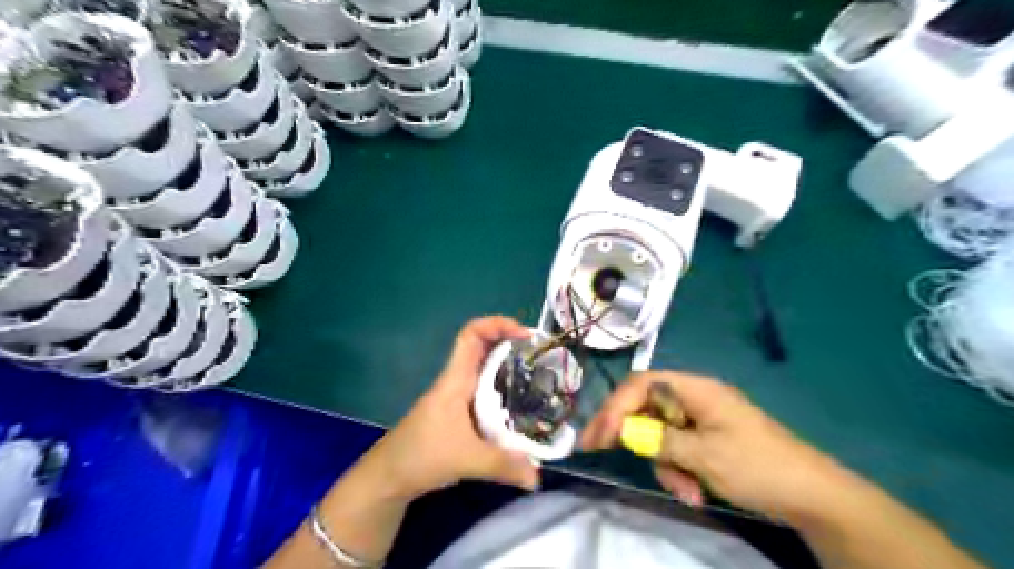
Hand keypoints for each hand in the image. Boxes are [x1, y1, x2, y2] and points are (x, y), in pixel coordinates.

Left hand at [362, 319, 538, 499]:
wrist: (388, 476)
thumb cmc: (421, 456)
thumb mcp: (465, 460)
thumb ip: (503, 466)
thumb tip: (537, 477)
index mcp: (456, 380)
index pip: (471, 334)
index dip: (497, 324)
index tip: (525, 334)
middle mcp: (457, 381)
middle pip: (483, 346)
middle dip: (510, 342)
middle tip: (539, 354)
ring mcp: (457, 396)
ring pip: (485, 368)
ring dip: (509, 364)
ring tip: (538, 374)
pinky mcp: (459, 412)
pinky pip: (485, 389)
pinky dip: (503, 388)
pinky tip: (519, 404)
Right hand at [578, 371, 848, 522]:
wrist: (813, 496)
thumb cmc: (758, 467)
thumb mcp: (705, 455)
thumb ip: (659, 439)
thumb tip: (622, 431)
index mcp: (695, 389)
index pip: (642, 384)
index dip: (616, 407)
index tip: (599, 436)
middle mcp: (694, 397)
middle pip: (645, 406)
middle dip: (629, 433)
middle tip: (600, 451)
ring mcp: (700, 419)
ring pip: (660, 432)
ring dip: (663, 462)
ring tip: (684, 490)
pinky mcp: (707, 439)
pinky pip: (677, 448)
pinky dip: (679, 469)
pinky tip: (693, 491)